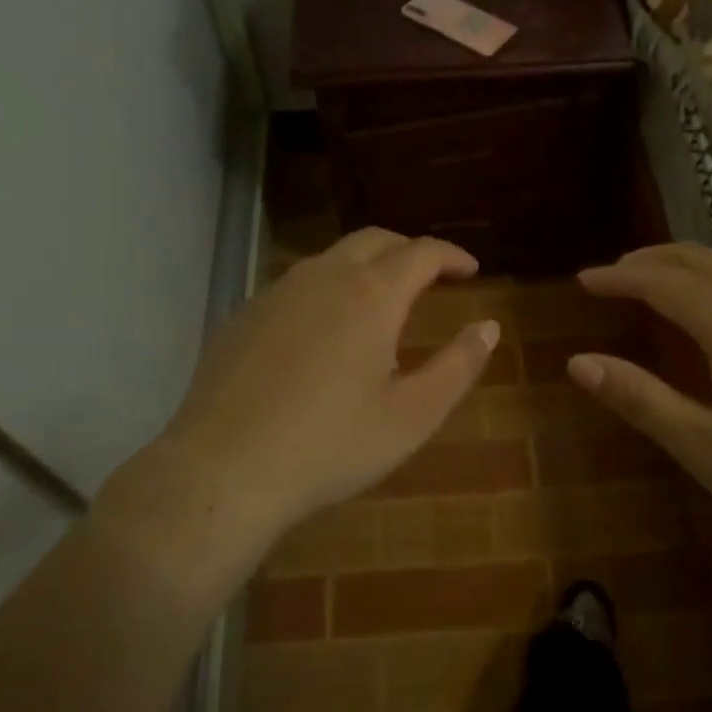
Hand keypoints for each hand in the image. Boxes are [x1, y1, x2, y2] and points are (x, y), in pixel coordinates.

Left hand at [124, 229, 499, 544]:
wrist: (224, 470)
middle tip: (432, 276)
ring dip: (366, 266)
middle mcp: (323, 277)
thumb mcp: (413, 415)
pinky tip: (324, 329)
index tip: (470, 271)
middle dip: (410, 250)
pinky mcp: (244, 314)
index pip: (421, 253)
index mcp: (371, 295)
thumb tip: (488, 326)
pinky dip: (327, 288)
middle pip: (375, 240)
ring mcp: (277, 291)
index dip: (452, 256)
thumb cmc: (331, 446)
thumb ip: (458, 366)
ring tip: (381, 300)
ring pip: (332, 258)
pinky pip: (297, 284)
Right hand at [566, 244, 711, 558]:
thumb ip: (642, 401)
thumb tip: (578, 362)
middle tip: (610, 274)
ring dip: (681, 267)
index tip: (582, 279)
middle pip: (694, 260)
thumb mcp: (711, 451)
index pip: (659, 282)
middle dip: (646, 261)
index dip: (617, 277)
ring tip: (651, 283)